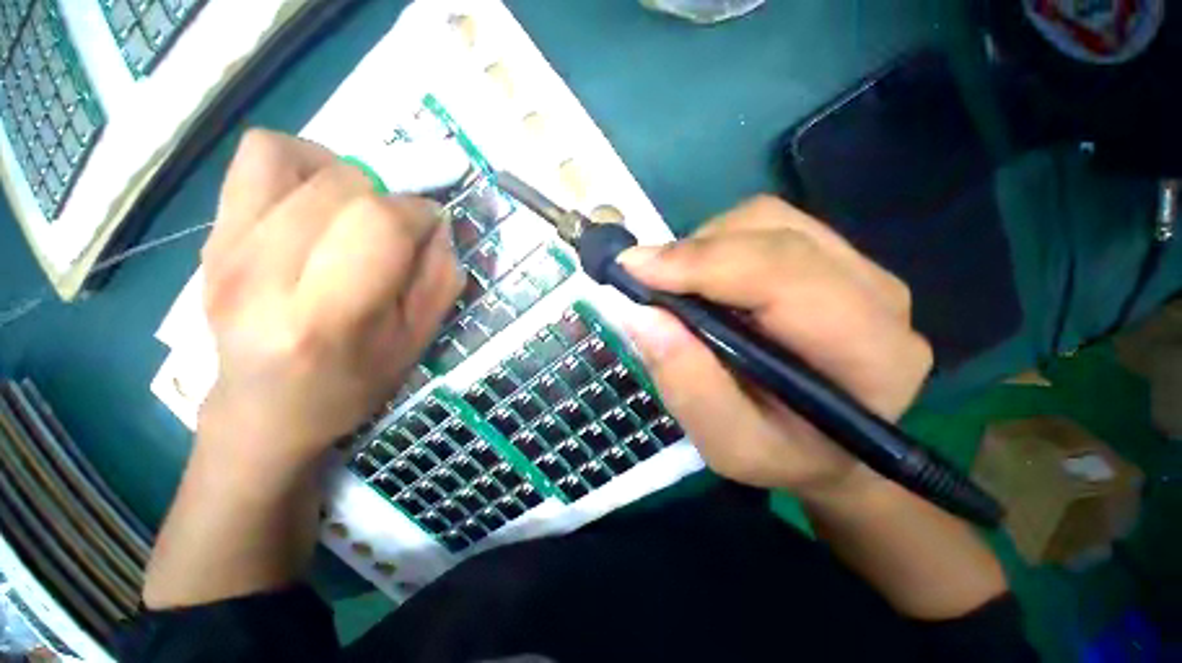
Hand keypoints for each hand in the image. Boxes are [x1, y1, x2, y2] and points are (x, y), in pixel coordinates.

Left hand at [197, 130, 462, 474]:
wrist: (265, 408)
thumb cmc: (352, 383)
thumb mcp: (417, 341)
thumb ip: (440, 278)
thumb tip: (439, 223)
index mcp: (326, 317)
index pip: (379, 223)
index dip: (419, 213)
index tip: (432, 226)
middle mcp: (263, 275)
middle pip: (342, 185)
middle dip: (389, 196)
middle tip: (398, 227)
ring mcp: (225, 249)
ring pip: (293, 157)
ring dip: (345, 173)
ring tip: (356, 208)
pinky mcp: (211, 235)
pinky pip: (257, 159)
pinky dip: (300, 161)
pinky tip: (317, 197)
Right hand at [620, 196, 931, 497]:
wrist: (824, 446)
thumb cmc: (781, 455)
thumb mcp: (728, 444)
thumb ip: (688, 384)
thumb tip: (641, 315)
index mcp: (870, 353)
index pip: (783, 275)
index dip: (702, 263)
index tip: (634, 269)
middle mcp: (877, 296)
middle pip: (775, 234)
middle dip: (697, 253)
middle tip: (645, 280)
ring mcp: (859, 268)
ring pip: (768, 220)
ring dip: (705, 247)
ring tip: (678, 288)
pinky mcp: (833, 258)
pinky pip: (767, 226)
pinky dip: (719, 245)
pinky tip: (706, 282)